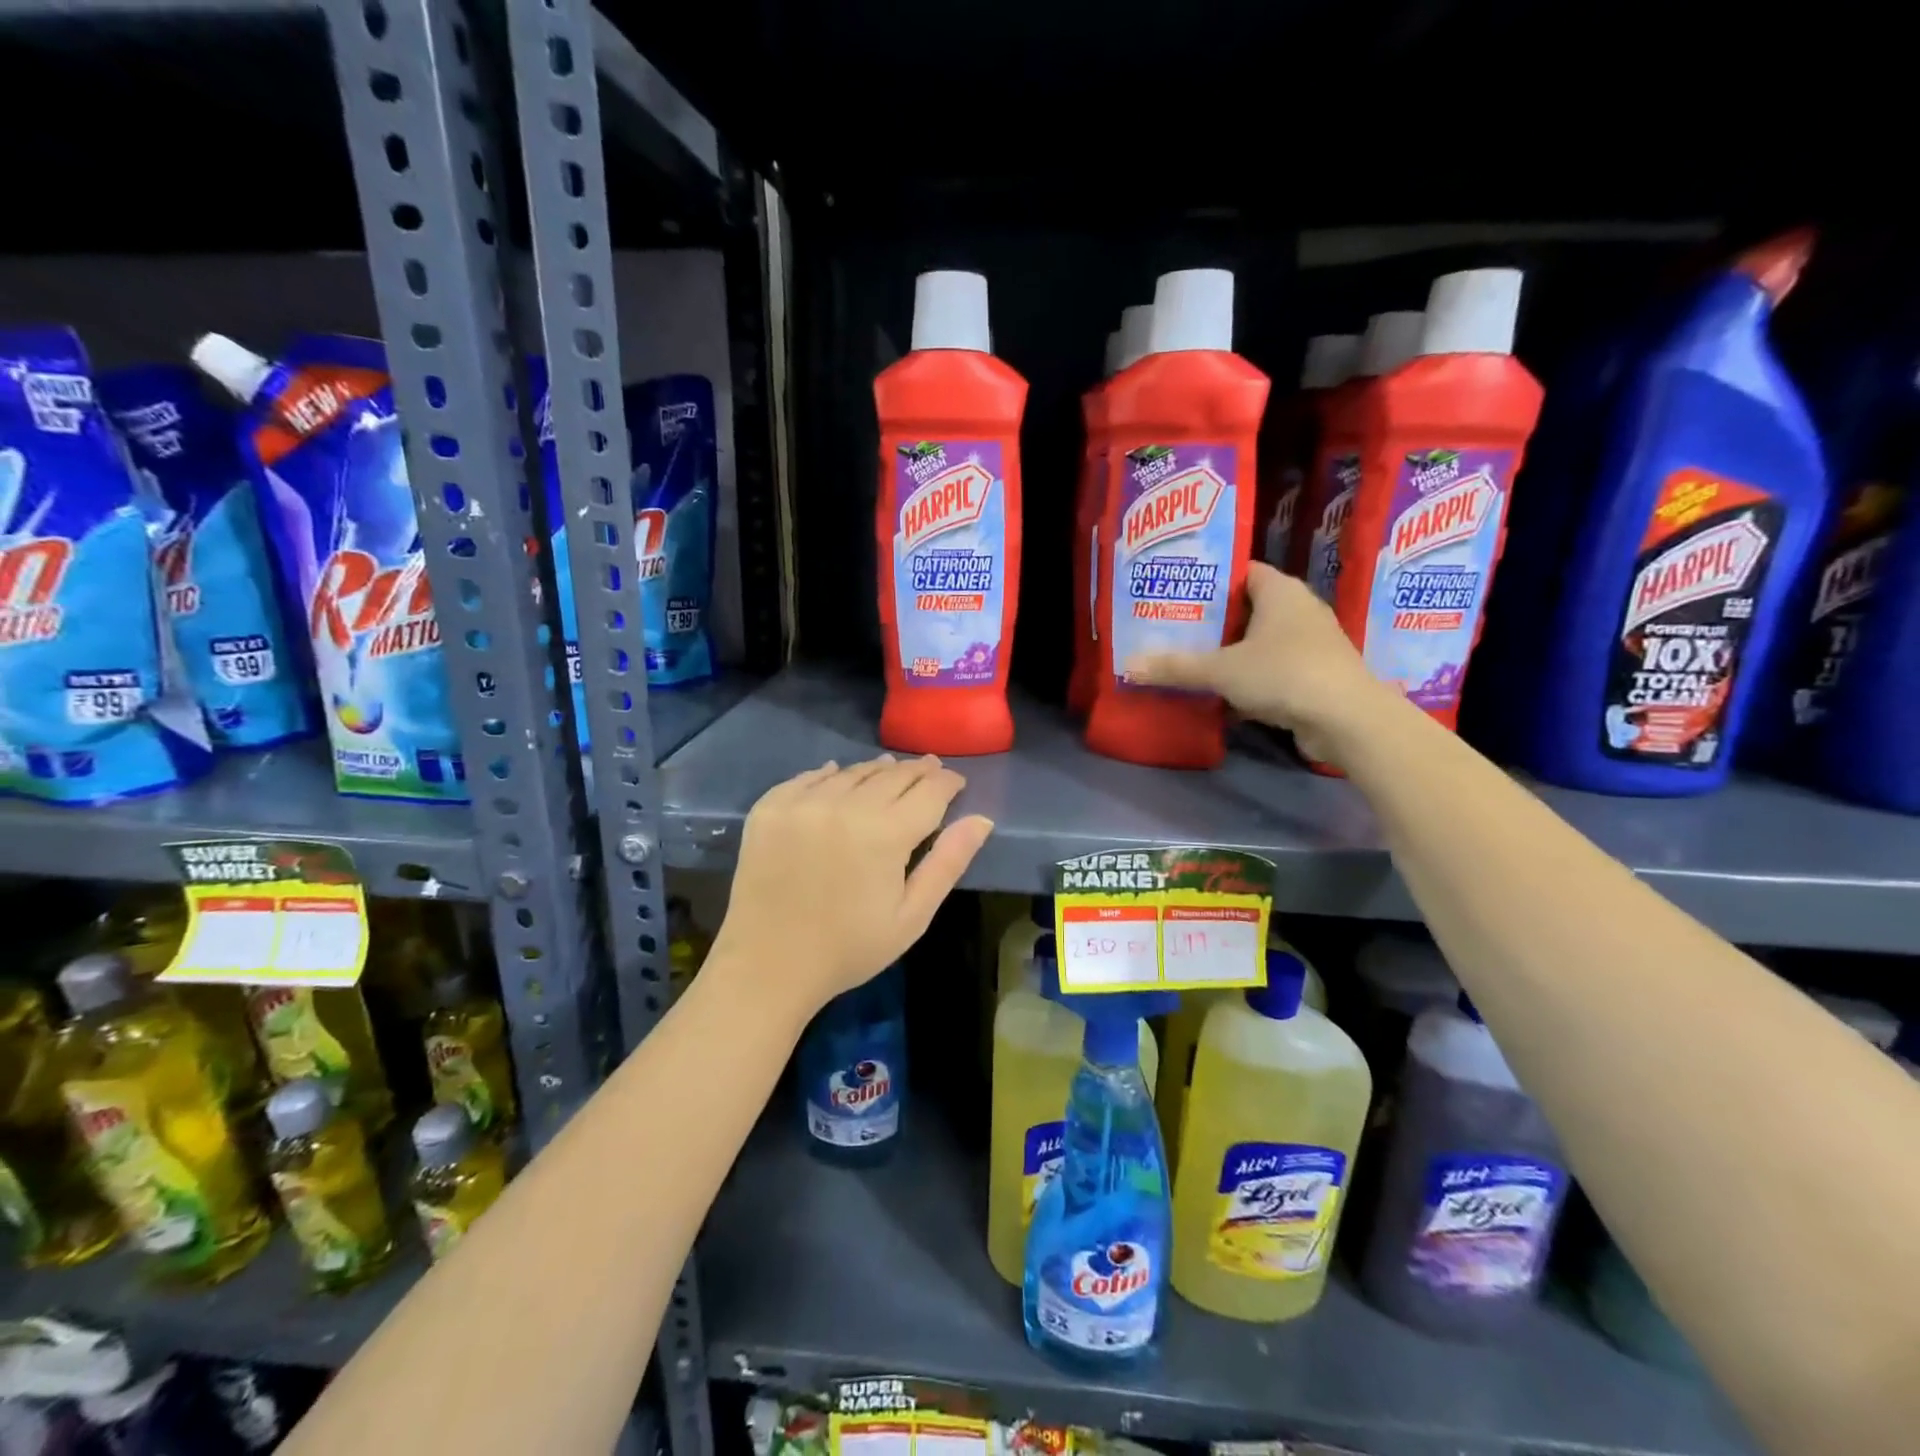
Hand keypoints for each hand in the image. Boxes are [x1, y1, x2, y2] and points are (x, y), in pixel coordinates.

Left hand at [711, 755, 993, 1019]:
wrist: (767, 967)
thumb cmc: (849, 949)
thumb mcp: (912, 916)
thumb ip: (948, 862)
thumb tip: (982, 819)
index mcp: (885, 833)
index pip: (929, 790)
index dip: (947, 782)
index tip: (956, 783)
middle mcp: (844, 805)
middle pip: (891, 774)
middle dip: (916, 771)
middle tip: (930, 769)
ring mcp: (802, 803)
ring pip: (851, 772)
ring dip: (875, 770)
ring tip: (888, 770)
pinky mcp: (769, 808)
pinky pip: (807, 778)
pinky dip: (829, 775)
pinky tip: (836, 775)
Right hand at [1124, 562, 1398, 763]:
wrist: (1346, 719)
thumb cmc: (1283, 674)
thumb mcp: (1221, 670)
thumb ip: (1176, 667)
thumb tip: (1128, 666)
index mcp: (1280, 591)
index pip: (1241, 571)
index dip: (1210, 580)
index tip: (1177, 592)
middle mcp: (1299, 610)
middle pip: (1247, 608)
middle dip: (1213, 621)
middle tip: (1173, 628)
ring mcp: (1310, 644)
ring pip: (1259, 642)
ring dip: (1230, 653)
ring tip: (1189, 660)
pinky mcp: (1314, 675)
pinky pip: (1271, 669)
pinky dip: (1248, 678)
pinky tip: (1220, 694)